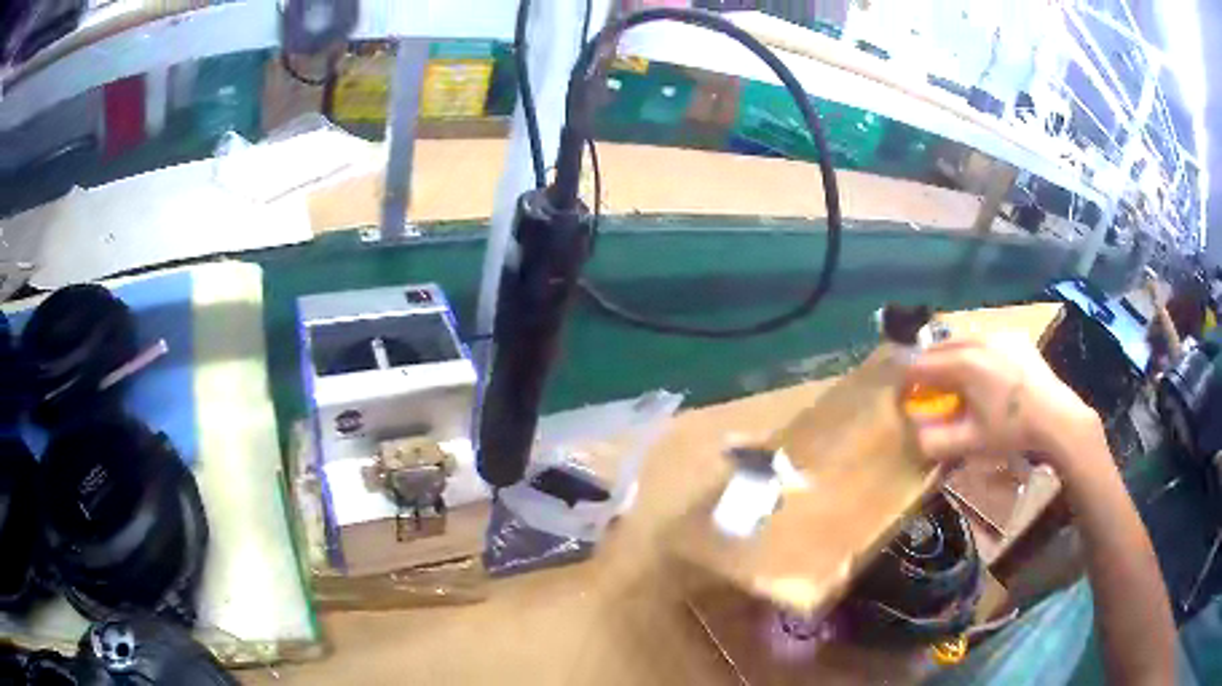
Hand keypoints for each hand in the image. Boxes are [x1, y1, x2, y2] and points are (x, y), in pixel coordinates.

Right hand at [902, 334, 1103, 476]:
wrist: (1055, 417)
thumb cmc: (1011, 431)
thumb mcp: (970, 443)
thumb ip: (935, 441)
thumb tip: (913, 435)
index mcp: (962, 363)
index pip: (919, 365)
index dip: (906, 382)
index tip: (903, 398)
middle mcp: (976, 340)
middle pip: (938, 347)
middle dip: (927, 368)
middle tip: (927, 391)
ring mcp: (997, 334)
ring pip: (961, 340)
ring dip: (950, 358)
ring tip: (955, 381)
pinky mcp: (1014, 336)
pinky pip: (984, 339)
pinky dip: (974, 352)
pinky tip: (984, 373)